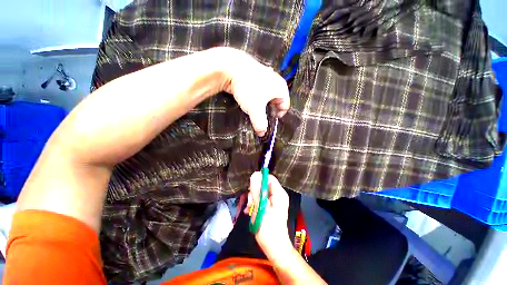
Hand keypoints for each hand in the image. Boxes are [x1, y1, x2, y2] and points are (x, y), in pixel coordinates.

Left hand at [221, 48, 289, 136]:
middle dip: (269, 110)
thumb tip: (262, 133)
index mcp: (281, 88)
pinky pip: (260, 90)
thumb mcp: (255, 109)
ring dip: (262, 104)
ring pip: (267, 96)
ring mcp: (266, 76)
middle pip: (276, 101)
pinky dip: (256, 96)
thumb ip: (260, 123)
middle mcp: (276, 81)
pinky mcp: (256, 75)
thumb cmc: (248, 88)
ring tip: (254, 108)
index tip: (269, 121)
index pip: (285, 106)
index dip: (277, 116)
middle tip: (261, 116)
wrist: (231, 67)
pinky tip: (249, 98)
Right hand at [244, 172, 292, 258]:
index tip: (250, 187)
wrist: (275, 248)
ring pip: (260, 192)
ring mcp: (274, 201)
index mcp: (279, 193)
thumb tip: (254, 174)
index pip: (269, 177)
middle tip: (249, 202)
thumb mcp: (261, 208)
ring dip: (252, 199)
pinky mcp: (270, 207)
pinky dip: (254, 204)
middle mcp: (278, 195)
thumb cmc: (269, 229)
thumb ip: (257, 190)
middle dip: (254, 192)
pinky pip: (260, 200)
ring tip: (248, 209)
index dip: (259, 179)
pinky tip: (249, 211)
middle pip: (263, 185)